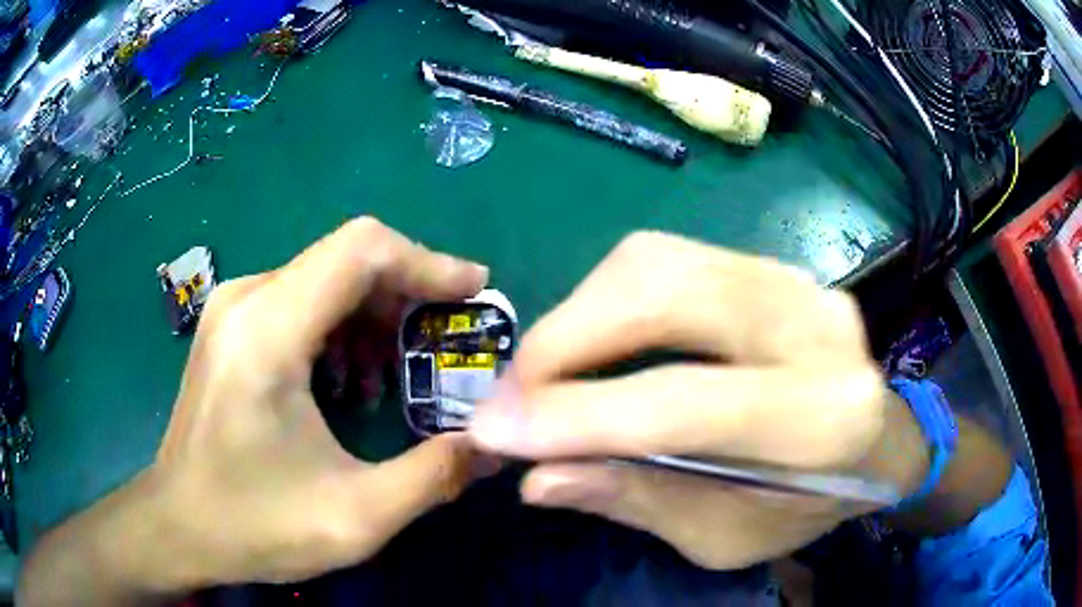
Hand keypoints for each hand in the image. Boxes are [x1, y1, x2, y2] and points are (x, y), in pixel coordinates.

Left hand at [145, 218, 489, 586]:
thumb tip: (495, 444)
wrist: (179, 526)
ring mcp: (232, 309)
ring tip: (394, 376)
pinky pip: (299, 301)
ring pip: (323, 278)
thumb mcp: (355, 517)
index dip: (427, 261)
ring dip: (372, 316)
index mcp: (268, 330)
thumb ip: (435, 476)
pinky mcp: (230, 327)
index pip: (361, 249)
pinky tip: (346, 383)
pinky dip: (340, 328)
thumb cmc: (254, 525)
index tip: (474, 291)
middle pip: (345, 259)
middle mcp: (246, 299)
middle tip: (444, 341)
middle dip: (406, 293)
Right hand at [470, 232, 928, 569]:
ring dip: (581, 312)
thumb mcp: (726, 537)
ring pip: (659, 259)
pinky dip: (610, 296)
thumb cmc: (807, 505)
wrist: (878, 443)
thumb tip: (538, 477)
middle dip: (566, 339)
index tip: (492, 430)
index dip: (577, 416)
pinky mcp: (772, 265)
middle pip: (667, 296)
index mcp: (823, 419)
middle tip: (513, 393)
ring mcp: (795, 280)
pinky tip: (595, 339)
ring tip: (545, 371)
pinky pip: (670, 257)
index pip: (685, 404)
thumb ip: (638, 501)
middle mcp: (816, 326)